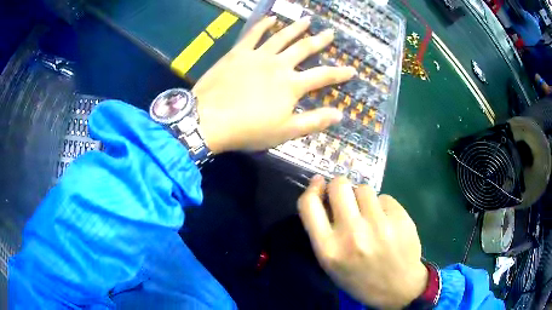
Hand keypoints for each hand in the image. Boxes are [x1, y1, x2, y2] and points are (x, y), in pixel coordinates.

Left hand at [193, 16, 355, 152]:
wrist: (209, 119)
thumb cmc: (248, 129)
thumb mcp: (285, 132)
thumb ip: (314, 122)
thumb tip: (340, 114)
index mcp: (292, 85)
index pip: (323, 76)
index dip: (340, 73)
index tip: (352, 70)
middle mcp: (278, 65)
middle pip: (304, 49)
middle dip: (320, 41)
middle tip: (330, 32)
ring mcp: (257, 55)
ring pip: (282, 37)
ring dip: (296, 28)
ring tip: (307, 20)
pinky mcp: (238, 53)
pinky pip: (253, 34)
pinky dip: (262, 25)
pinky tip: (271, 18)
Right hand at [298, 176, 427, 308]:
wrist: (398, 288)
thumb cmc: (360, 278)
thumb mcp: (332, 263)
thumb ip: (323, 232)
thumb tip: (324, 195)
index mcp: (329, 249)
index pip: (309, 205)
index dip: (312, 188)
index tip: (318, 183)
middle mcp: (352, 234)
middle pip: (339, 185)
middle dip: (340, 186)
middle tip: (346, 196)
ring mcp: (378, 224)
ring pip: (364, 188)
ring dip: (363, 198)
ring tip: (370, 215)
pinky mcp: (400, 218)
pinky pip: (384, 197)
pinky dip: (382, 206)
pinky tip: (387, 222)